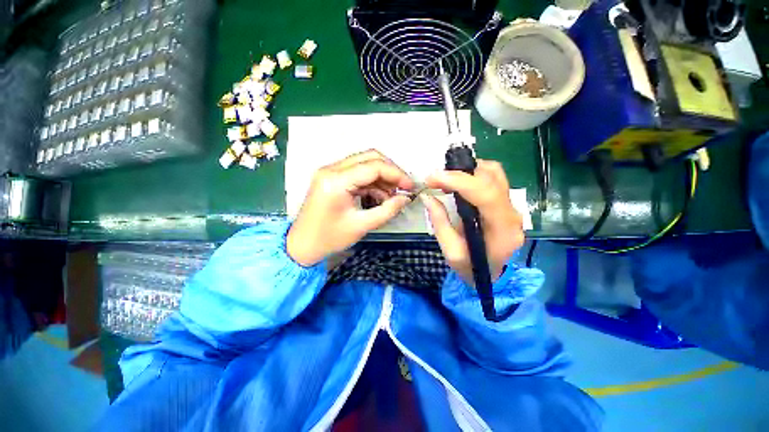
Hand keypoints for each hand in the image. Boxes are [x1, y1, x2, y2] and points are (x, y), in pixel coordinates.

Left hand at [287, 150, 413, 265]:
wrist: (302, 245)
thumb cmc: (329, 239)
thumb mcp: (362, 226)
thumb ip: (387, 210)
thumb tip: (406, 198)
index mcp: (336, 181)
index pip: (373, 166)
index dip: (396, 174)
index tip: (410, 187)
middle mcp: (331, 169)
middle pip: (369, 158)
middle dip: (390, 172)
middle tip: (402, 188)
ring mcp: (330, 171)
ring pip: (364, 164)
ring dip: (381, 178)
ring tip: (391, 197)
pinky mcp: (331, 177)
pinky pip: (357, 173)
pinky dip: (371, 183)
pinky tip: (379, 197)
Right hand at [422, 160, 523, 284]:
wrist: (490, 275)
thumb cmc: (470, 267)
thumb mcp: (450, 251)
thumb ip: (439, 222)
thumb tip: (427, 196)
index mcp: (502, 230)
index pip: (486, 195)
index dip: (459, 181)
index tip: (433, 178)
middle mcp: (512, 214)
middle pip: (493, 179)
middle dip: (460, 173)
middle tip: (436, 178)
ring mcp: (512, 207)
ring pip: (495, 174)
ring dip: (468, 170)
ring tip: (447, 179)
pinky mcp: (506, 203)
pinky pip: (493, 179)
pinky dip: (474, 174)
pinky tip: (459, 181)